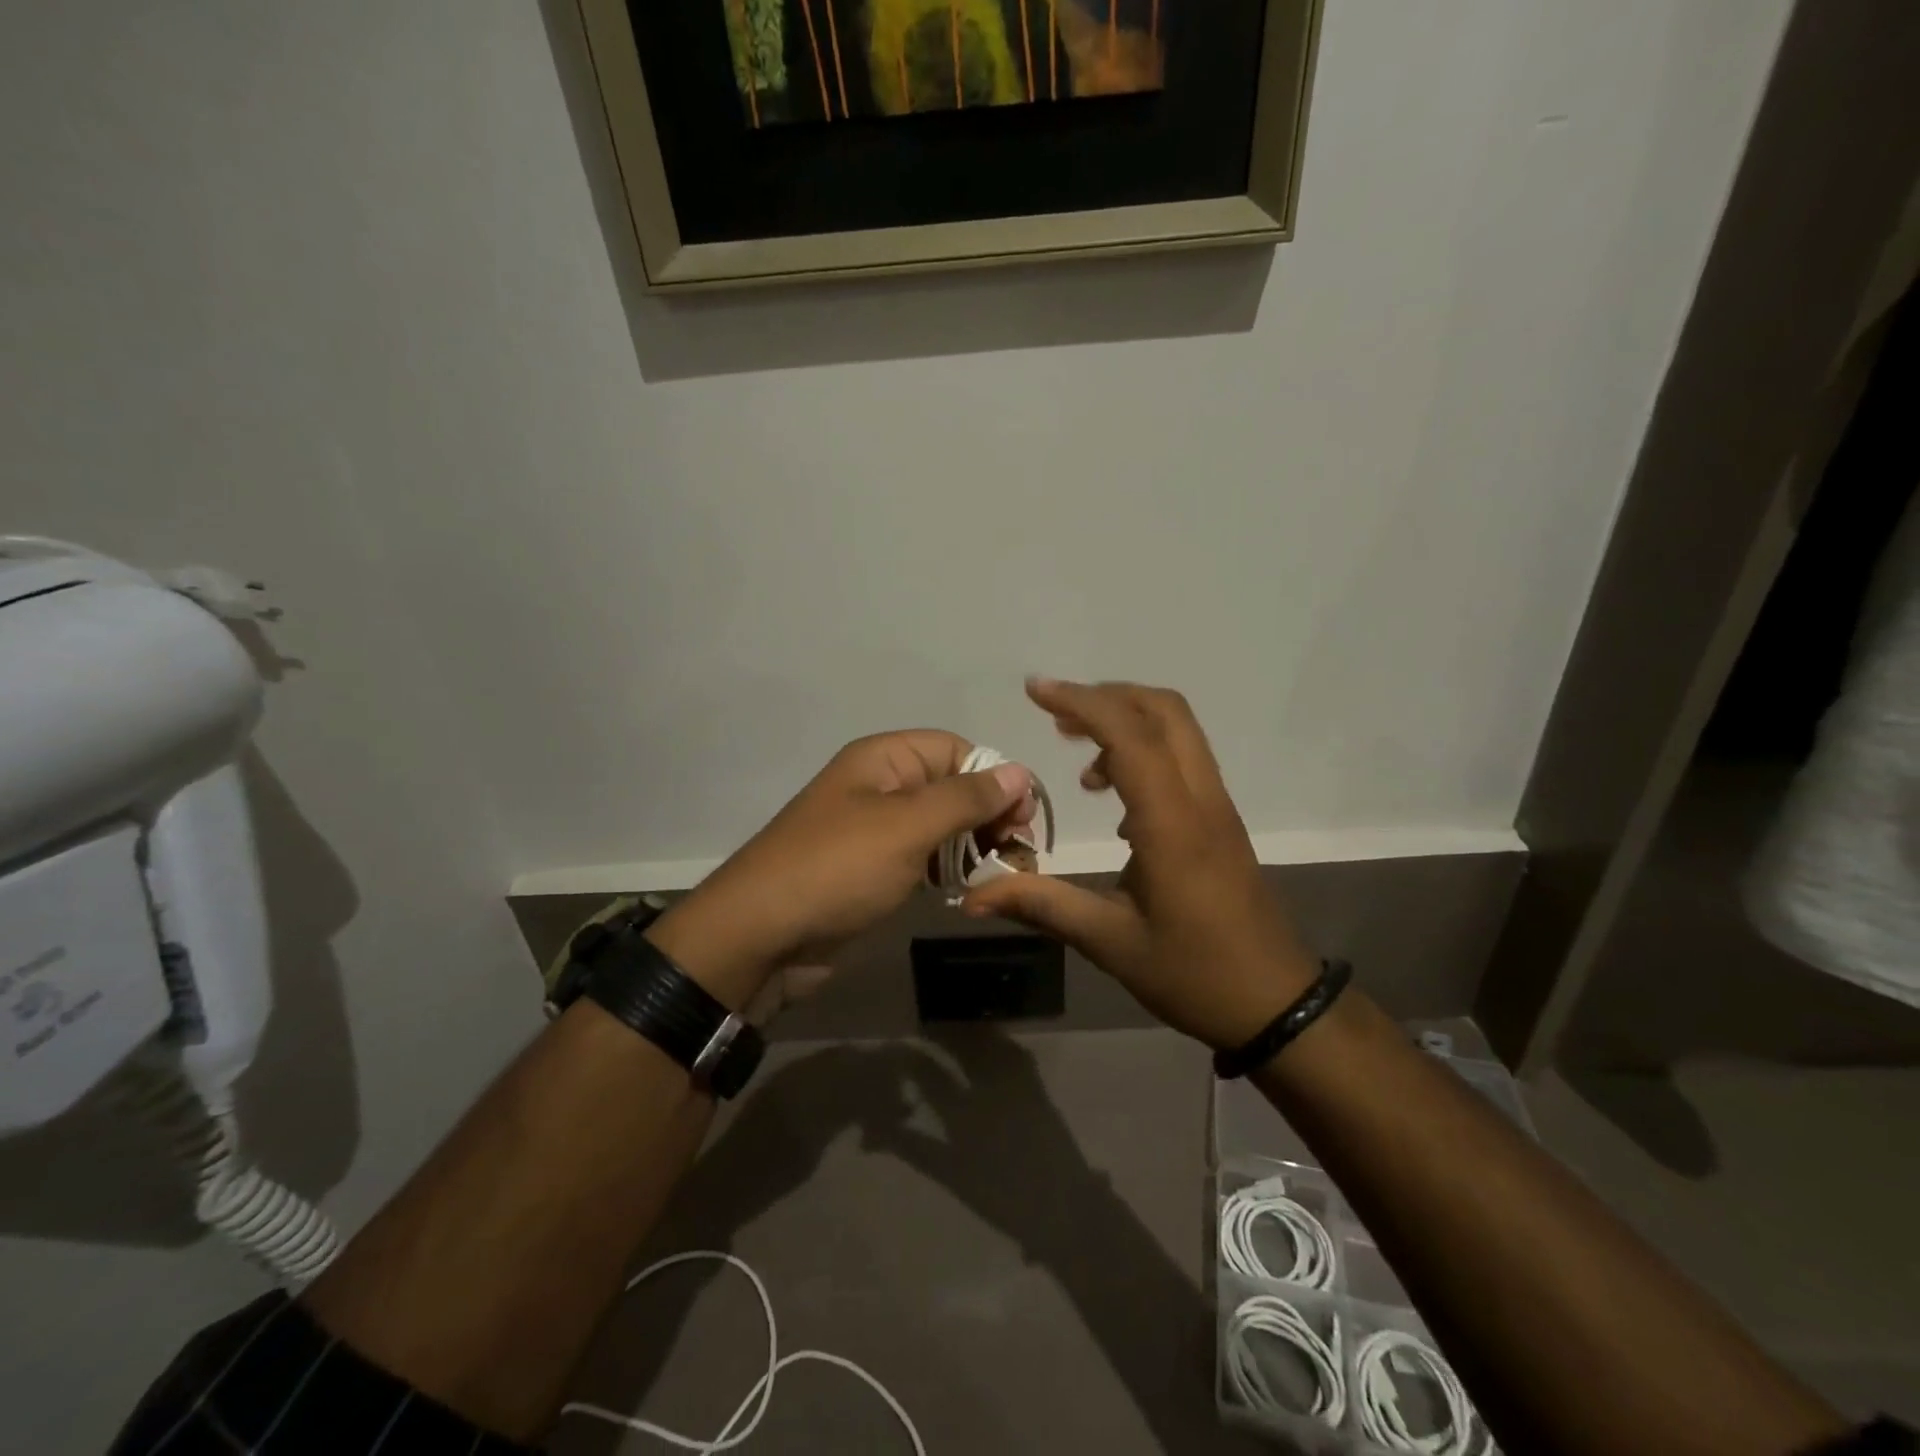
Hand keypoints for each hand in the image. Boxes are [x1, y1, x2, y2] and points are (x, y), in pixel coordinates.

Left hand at [649, 731, 1034, 1009]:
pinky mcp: (872, 872)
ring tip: (1002, 876)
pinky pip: (923, 859)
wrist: (760, 937)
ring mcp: (875, 832)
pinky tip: (968, 891)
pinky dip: (949, 871)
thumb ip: (966, 798)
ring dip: (975, 846)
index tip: (1024, 817)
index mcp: (884, 760)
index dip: (995, 776)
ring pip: (941, 827)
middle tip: (1019, 853)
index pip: (957, 750)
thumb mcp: (906, 826)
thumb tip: (1019, 771)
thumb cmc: (837, 869)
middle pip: (952, 788)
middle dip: (990, 815)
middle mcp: (881, 787)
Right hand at [963, 679, 1316, 1048]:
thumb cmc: (1193, 973)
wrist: (1276, 1003)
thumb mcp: (1109, 941)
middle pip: (1164, 710)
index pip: (1129, 735)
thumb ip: (1041, 905)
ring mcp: (1217, 806)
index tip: (1035, 692)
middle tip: (1055, 715)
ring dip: (1125, 723)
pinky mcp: (1220, 819)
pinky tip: (1113, 797)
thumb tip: (973, 894)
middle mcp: (1200, 799)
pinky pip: (1183, 759)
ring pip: (1178, 730)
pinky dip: (1143, 751)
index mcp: (1172, 823)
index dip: (1081, 702)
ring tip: (1079, 762)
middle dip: (1106, 698)